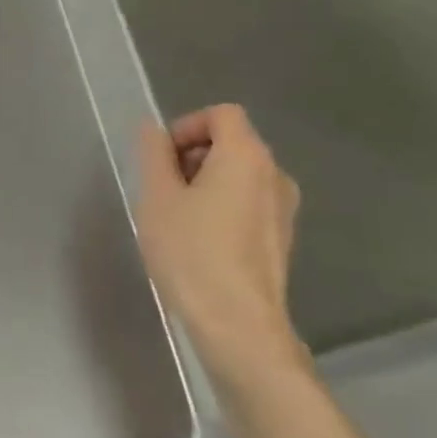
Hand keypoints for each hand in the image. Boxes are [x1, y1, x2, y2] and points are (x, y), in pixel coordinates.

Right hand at [135, 104, 306, 392]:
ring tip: (174, 217)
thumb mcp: (156, 197)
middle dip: (191, 155)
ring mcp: (283, 209)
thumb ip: (153, 154)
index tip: (159, 158)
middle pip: (231, 142)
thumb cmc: (191, 252)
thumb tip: (153, 130)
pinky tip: (197, 240)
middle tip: (159, 188)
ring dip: (204, 182)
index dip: (185, 126)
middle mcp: (274, 175)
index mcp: (247, 157)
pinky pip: (247, 203)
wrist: (237, 323)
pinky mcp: (280, 237)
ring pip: (238, 174)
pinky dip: (220, 206)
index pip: (221, 114)